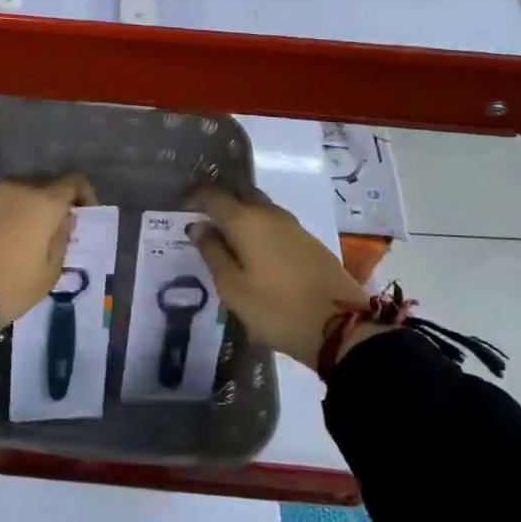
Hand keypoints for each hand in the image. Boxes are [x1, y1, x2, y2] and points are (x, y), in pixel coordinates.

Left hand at [0, 174, 97, 325]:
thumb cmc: (10, 285)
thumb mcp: (49, 272)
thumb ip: (61, 239)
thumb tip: (62, 220)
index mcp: (42, 200)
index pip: (73, 181)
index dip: (84, 195)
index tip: (84, 215)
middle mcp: (15, 187)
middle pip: (44, 182)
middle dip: (54, 199)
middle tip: (56, 226)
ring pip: (17, 190)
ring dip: (28, 204)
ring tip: (27, 233)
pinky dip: (5, 213)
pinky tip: (2, 237)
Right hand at [187, 187, 384, 368]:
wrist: (340, 328)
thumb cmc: (275, 308)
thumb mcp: (232, 287)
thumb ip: (213, 253)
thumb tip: (198, 227)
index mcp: (246, 221)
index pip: (214, 196)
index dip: (194, 198)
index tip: (180, 210)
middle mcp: (270, 214)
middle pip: (241, 194)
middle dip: (220, 200)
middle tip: (202, 219)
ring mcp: (294, 227)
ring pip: (260, 207)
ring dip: (240, 214)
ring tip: (225, 237)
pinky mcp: (309, 242)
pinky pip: (275, 223)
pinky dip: (258, 228)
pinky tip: (252, 249)